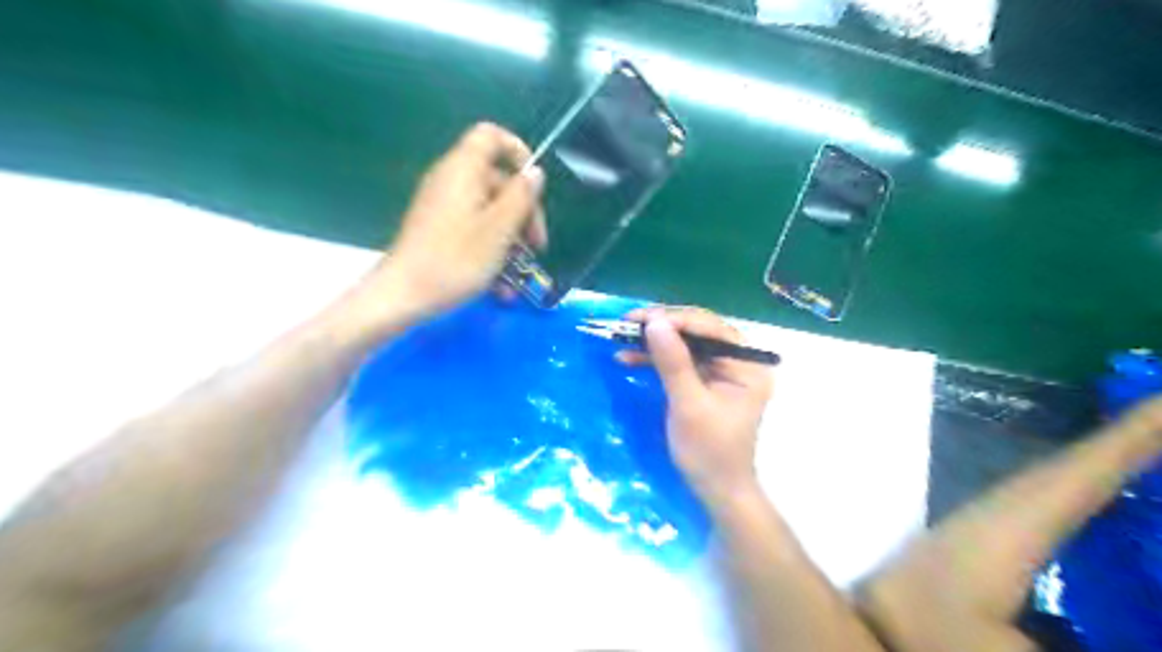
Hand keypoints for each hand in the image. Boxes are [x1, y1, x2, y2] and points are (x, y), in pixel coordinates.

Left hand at [375, 123, 551, 319]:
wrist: (403, 295)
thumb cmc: (456, 259)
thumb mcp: (500, 229)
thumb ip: (521, 196)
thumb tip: (535, 172)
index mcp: (463, 170)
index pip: (491, 136)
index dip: (517, 151)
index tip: (535, 186)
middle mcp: (451, 181)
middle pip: (497, 181)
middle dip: (523, 213)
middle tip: (536, 247)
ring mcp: (443, 207)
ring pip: (489, 212)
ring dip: (510, 241)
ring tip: (519, 275)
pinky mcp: (438, 231)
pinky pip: (473, 231)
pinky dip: (490, 251)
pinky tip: (501, 287)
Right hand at [622, 306, 772, 508]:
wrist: (716, 490)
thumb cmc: (709, 451)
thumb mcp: (688, 405)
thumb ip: (673, 363)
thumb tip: (655, 322)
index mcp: (746, 365)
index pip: (709, 328)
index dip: (673, 319)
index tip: (639, 319)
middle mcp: (738, 361)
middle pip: (697, 331)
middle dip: (661, 327)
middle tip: (627, 324)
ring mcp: (721, 371)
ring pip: (685, 344)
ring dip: (654, 342)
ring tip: (622, 338)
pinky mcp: (705, 382)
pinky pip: (680, 361)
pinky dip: (656, 359)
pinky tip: (630, 357)